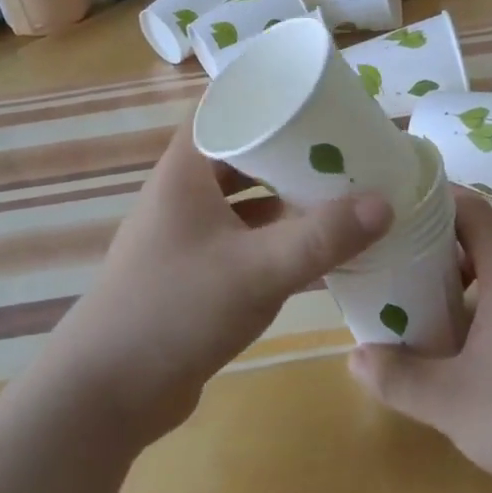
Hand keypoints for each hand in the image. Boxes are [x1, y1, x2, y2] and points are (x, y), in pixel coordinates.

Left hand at [41, 118, 392, 447]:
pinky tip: (316, 247)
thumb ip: (322, 237)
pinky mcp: (195, 273)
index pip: (225, 108)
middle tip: (344, 146)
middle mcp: (184, 194)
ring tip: (340, 191)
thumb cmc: (176, 310)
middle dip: (290, 151)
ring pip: (245, 200)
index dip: (267, 96)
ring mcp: (187, 235)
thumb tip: (385, 202)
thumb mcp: (257, 270)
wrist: (106, 396)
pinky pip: (244, 239)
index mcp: (186, 170)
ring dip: (286, 197)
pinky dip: (276, 236)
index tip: (317, 96)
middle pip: (243, 154)